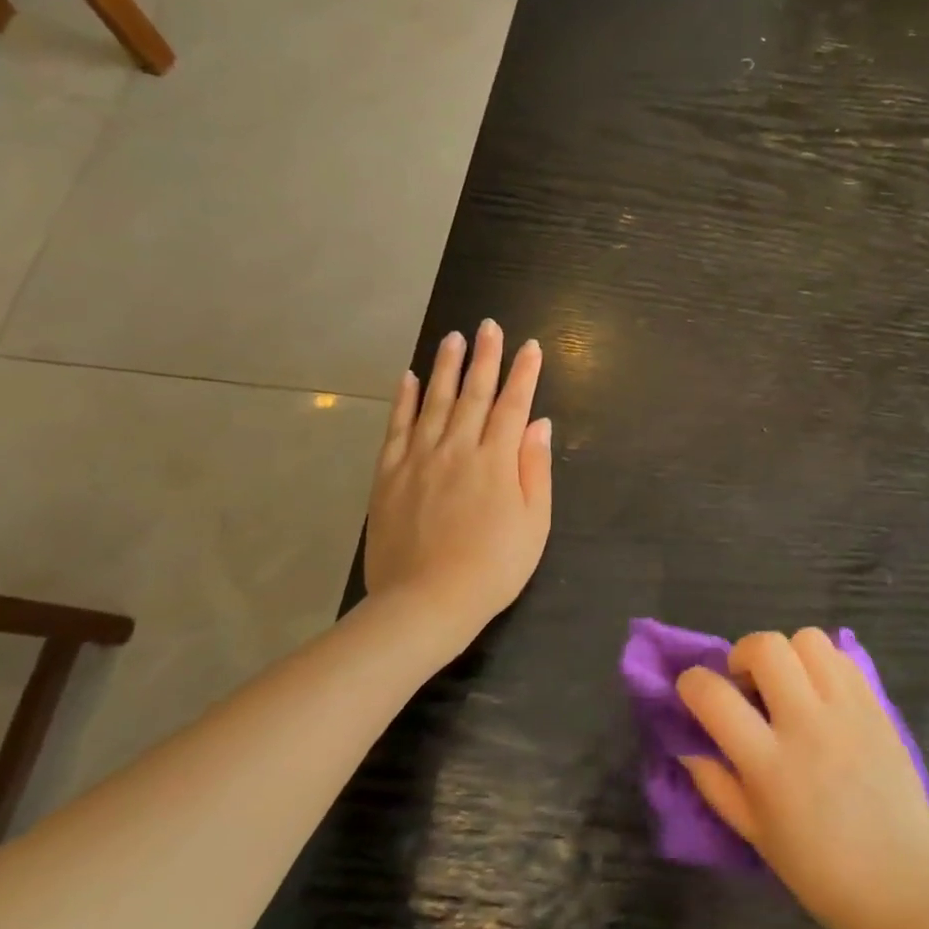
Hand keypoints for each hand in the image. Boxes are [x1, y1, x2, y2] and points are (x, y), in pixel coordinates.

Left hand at [364, 320, 552, 630]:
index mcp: (496, 460)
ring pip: (435, 401)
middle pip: (474, 394)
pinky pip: (397, 427)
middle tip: (489, 326)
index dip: (524, 373)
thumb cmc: (494, 566)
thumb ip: (535, 469)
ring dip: (446, 367)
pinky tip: (408, 377)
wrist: (427, 602)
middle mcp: (457, 448)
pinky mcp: (389, 475)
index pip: (514, 405)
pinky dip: (403, 400)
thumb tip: (539, 424)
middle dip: (485, 357)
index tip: (530, 346)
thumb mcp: (535, 522)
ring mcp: (419, 459)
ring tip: (453, 338)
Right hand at [677, 629, 928, 928]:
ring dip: (788, 654)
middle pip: (766, 647)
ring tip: (789, 685)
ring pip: (808, 639)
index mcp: (769, 765)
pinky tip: (822, 695)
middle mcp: (806, 724)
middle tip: (747, 684)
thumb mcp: (755, 835)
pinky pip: (843, 658)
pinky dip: (823, 664)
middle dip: (743, 654)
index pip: (715, 696)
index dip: (692, 683)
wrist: (903, 883)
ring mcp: (846, 709)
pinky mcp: (876, 705)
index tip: (693, 689)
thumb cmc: (821, 872)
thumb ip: (716, 785)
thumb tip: (688, 745)